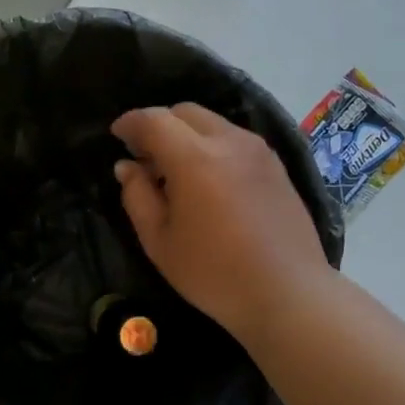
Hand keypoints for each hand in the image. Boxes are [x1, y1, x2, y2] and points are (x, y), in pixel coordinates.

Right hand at [112, 103, 329, 340]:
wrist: (288, 293)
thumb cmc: (214, 273)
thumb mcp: (160, 241)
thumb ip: (137, 196)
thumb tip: (127, 166)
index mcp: (195, 158)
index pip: (154, 120)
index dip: (130, 123)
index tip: (116, 135)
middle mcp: (229, 141)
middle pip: (185, 112)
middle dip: (159, 124)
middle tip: (144, 156)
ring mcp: (258, 150)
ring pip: (212, 122)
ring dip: (186, 134)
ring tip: (176, 170)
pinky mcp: (276, 164)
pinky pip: (234, 138)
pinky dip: (211, 144)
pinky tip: (208, 179)